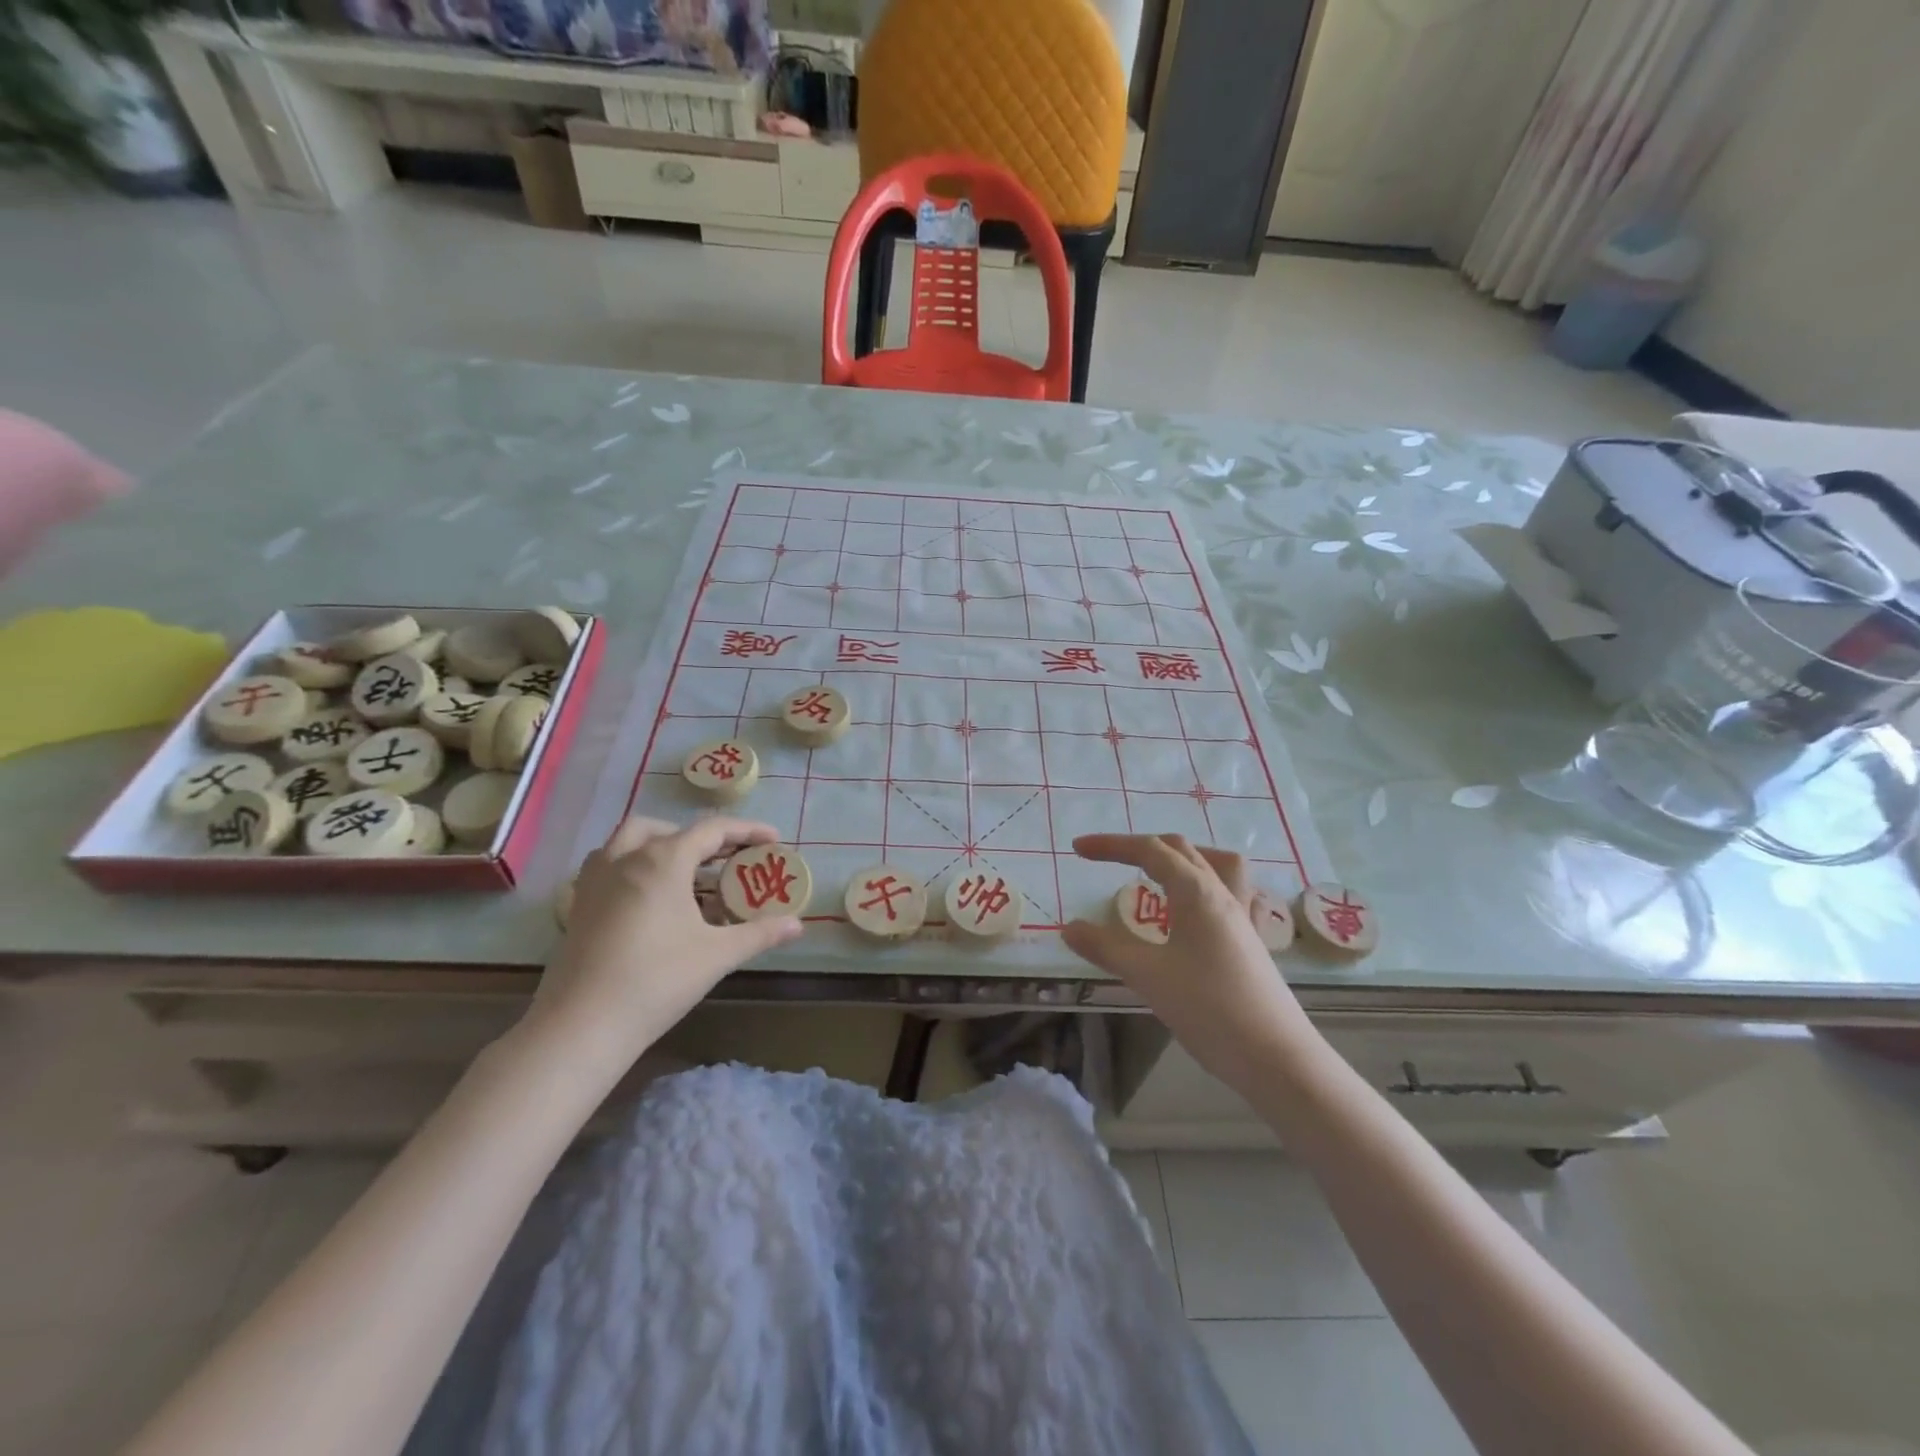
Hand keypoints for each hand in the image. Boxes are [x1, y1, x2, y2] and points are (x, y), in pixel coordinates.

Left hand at [526, 816, 803, 1069]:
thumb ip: (759, 934)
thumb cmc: (656, 981)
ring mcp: (595, 880)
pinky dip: (632, 865)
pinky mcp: (578, 904)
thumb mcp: (717, 955)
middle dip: (699, 837)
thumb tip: (798, 925)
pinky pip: (608, 865)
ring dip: (660, 844)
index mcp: (662, 861)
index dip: (746, 831)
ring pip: (628, 841)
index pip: (712, 830)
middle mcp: (625, 858)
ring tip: (685, 873)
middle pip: (666, 829)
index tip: (773, 839)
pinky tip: (648, 899)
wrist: (581, 1026)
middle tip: (724, 860)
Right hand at [1061, 834, 1318, 1094]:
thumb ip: (1105, 948)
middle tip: (1106, 860)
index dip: (1111, 845)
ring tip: (1158, 872)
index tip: (1078, 848)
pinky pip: (1232, 893)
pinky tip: (1195, 911)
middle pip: (1181, 850)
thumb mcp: (1147, 976)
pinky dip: (1207, 886)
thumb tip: (1069, 928)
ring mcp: (1242, 917)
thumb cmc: (1209, 1009)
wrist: (1276, 1057)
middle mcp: (1222, 894)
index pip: (1149, 850)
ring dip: (1183, 858)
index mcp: (1196, 892)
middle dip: (1140, 847)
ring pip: (1215, 864)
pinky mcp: (1251, 941)